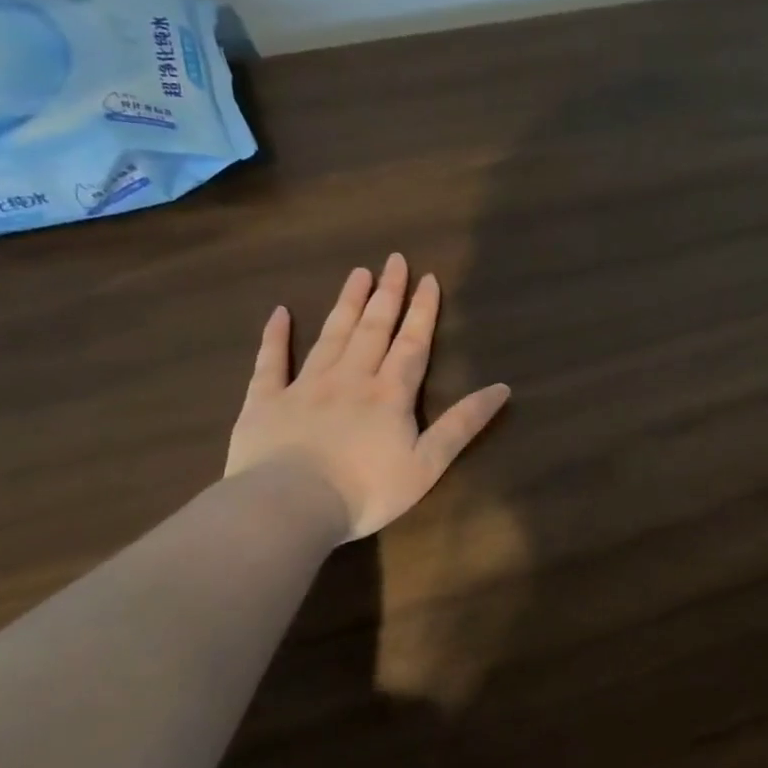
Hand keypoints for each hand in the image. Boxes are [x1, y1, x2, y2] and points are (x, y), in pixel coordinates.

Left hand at [225, 254, 511, 539]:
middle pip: (373, 329)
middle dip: (387, 294)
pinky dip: (274, 336)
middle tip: (393, 260)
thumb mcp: (428, 464)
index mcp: (390, 394)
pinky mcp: (265, 401)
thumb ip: (463, 424)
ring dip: (347, 304)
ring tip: (357, 273)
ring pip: (331, 336)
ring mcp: (305, 386)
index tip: (428, 278)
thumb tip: (502, 388)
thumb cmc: (366, 490)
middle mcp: (350, 378)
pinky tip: (279, 313)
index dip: (423, 311)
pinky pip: (270, 362)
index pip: (412, 343)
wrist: (290, 507)